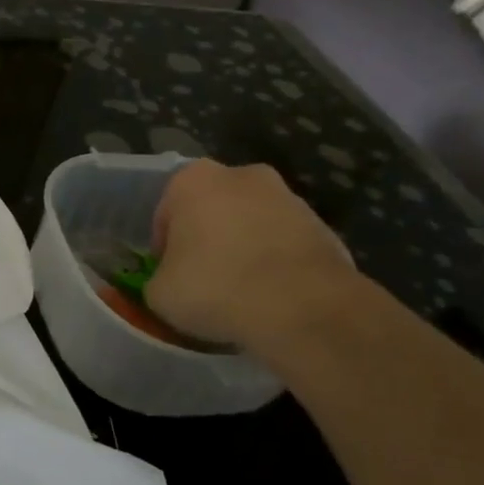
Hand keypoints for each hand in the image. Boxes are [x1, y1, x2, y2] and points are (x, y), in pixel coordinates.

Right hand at [144, 160, 360, 350]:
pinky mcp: (324, 226)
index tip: (170, 276)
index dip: (164, 248)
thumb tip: (170, 284)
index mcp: (193, 180)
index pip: (165, 214)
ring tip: (240, 293)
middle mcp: (242, 175)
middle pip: (212, 211)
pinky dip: (276, 265)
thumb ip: (159, 279)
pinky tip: (271, 298)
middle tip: (203, 280)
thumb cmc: (215, 288)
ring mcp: (289, 198)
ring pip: (251, 225)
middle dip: (206, 239)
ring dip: (243, 249)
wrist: (303, 308)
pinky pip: (284, 245)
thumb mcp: (159, 294)